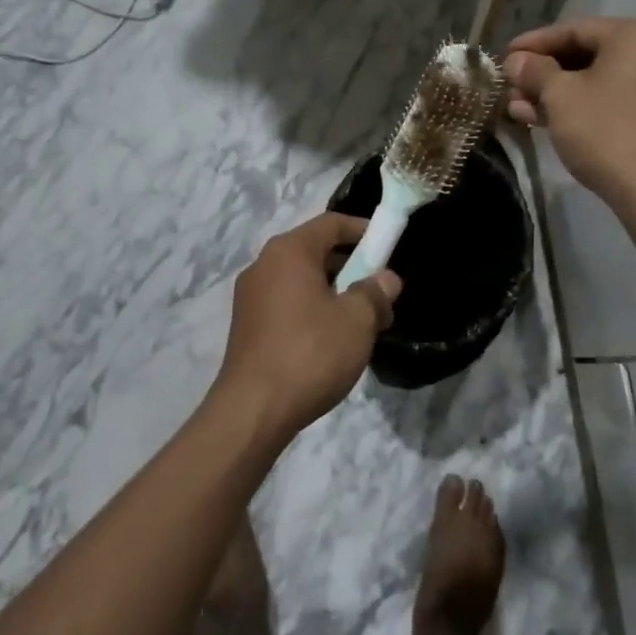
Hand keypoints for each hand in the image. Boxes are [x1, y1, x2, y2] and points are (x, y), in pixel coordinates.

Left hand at [217, 213, 402, 442]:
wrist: (252, 411)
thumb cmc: (310, 353)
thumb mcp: (357, 321)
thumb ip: (376, 292)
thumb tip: (386, 279)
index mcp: (289, 251)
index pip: (331, 223)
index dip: (363, 229)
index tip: (388, 246)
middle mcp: (264, 264)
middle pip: (316, 250)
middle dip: (351, 266)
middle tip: (379, 292)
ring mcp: (250, 295)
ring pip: (302, 279)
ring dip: (333, 291)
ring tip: (360, 321)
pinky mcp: (246, 325)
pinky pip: (286, 301)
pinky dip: (311, 309)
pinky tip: (330, 340)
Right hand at [505, 17, 635, 210]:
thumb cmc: (606, 131)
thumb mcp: (560, 96)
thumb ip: (535, 71)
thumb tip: (516, 61)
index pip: (573, 29)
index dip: (533, 43)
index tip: (504, 56)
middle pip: (585, 55)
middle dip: (542, 74)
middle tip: (509, 87)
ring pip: (595, 82)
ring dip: (554, 95)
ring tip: (517, 110)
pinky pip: (610, 102)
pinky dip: (578, 108)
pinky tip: (544, 121)